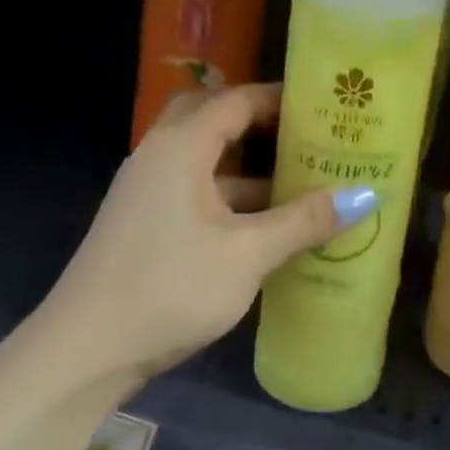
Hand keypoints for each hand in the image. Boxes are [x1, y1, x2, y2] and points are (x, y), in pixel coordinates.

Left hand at [28, 84, 379, 390]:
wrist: (85, 351)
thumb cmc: (170, 288)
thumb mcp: (247, 254)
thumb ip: (303, 221)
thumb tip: (365, 196)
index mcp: (180, 148)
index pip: (235, 100)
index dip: (279, 98)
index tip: (323, 105)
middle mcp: (159, 158)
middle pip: (213, 120)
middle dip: (259, 123)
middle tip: (307, 135)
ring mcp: (147, 192)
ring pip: (205, 161)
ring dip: (248, 166)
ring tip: (302, 180)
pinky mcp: (145, 224)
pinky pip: (196, 192)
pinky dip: (231, 197)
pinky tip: (266, 225)